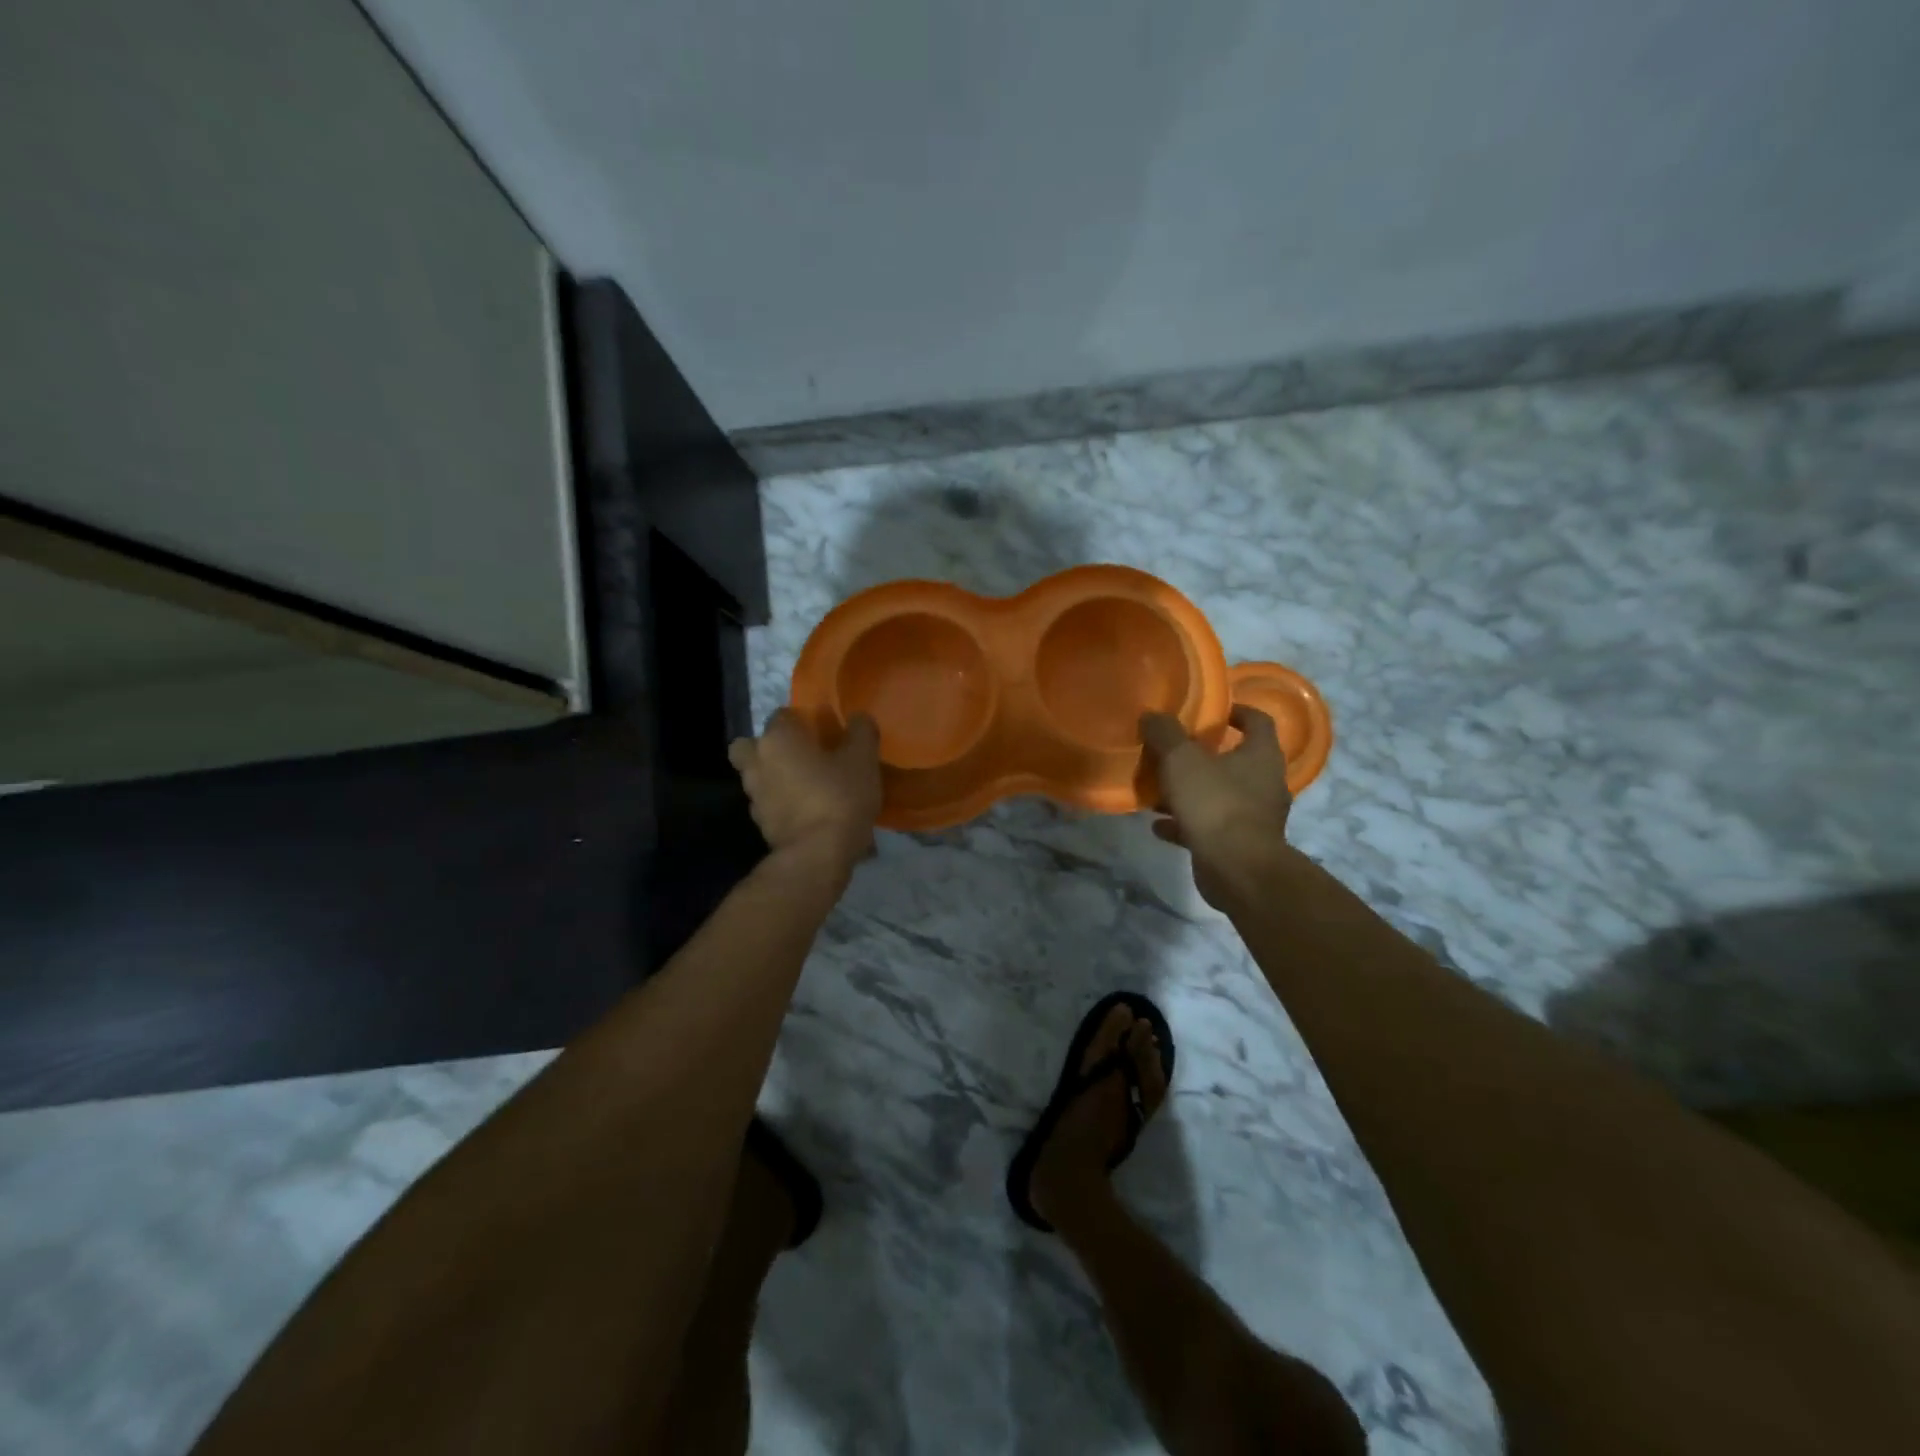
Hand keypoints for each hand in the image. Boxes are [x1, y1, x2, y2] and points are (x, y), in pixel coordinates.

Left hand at [729, 709, 883, 868]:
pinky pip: (768, 804)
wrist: (818, 854)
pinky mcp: (760, 825)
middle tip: (799, 757)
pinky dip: (781, 805)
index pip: (782, 715)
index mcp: (778, 738)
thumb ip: (861, 731)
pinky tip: (807, 813)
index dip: (802, 721)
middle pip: (750, 746)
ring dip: (774, 778)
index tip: (823, 733)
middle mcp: (757, 763)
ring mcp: (754, 796)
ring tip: (807, 788)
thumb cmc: (839, 796)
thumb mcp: (863, 759)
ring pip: (757, 777)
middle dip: (768, 748)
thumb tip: (858, 717)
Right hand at [1140, 707, 1292, 909]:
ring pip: (1220, 795)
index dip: (1238, 711)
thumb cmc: (1215, 803)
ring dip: (1191, 791)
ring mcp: (1255, 817)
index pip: (1258, 721)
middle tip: (1176, 750)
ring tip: (1159, 789)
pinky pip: (1209, 826)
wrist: (1237, 869)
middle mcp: (1265, 783)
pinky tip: (1158, 825)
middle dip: (1206, 755)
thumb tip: (1152, 715)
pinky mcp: (1240, 845)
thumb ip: (1165, 734)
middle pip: (1237, 760)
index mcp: (1261, 755)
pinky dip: (1185, 823)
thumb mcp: (1182, 760)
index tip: (1214, 710)